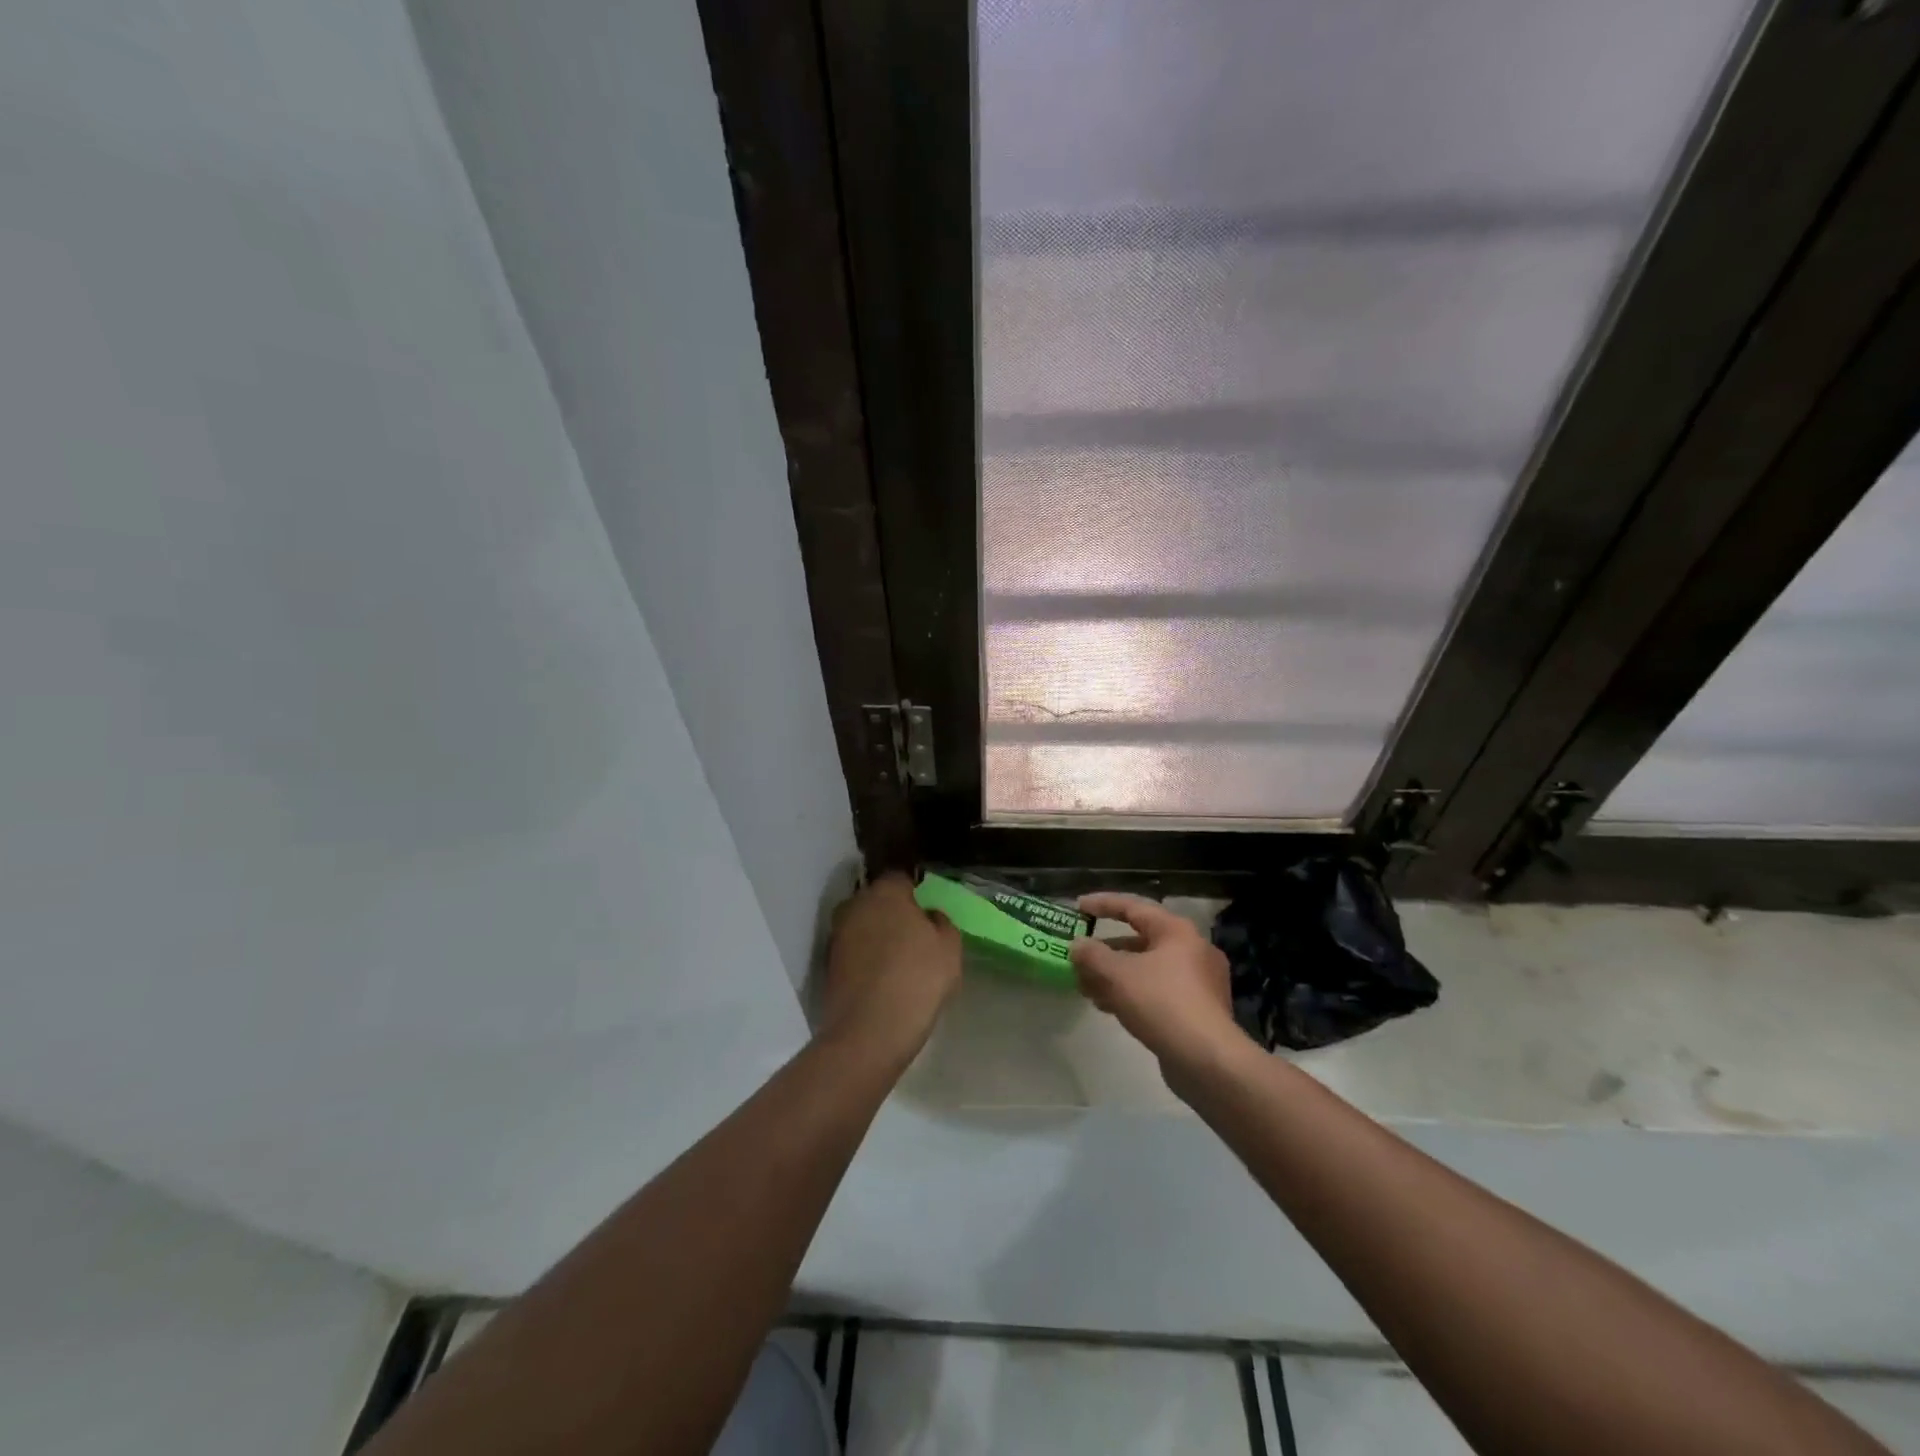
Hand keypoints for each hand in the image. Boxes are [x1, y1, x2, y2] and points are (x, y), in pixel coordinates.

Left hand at [819, 873, 961, 1061]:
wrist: (869, 1031)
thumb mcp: (949, 948)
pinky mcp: (828, 964)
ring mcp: (838, 935)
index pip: (901, 878)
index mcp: (885, 892)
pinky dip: (865, 958)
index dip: (915, 892)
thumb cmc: (917, 979)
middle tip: (914, 935)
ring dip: (877, 935)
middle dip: (892, 912)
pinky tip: (882, 978)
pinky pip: (854, 951)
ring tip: (898, 960)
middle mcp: (855, 905)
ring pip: (863, 925)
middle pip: (877, 900)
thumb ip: (941, 922)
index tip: (926, 911)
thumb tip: (928, 916)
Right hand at [1070, 894, 1245, 1073]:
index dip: (1103, 904)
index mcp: (1176, 931)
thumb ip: (1092, 956)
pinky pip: (1157, 991)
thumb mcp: (1118, 975)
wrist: (1208, 1061)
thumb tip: (1077, 946)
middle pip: (1140, 941)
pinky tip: (1109, 1008)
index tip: (1078, 908)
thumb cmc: (1161, 1003)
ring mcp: (1199, 982)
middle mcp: (1192, 950)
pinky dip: (1132, 993)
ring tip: (1086, 988)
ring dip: (1115, 975)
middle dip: (1106, 950)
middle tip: (1079, 958)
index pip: (1133, 907)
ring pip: (1147, 969)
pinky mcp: (1198, 1011)